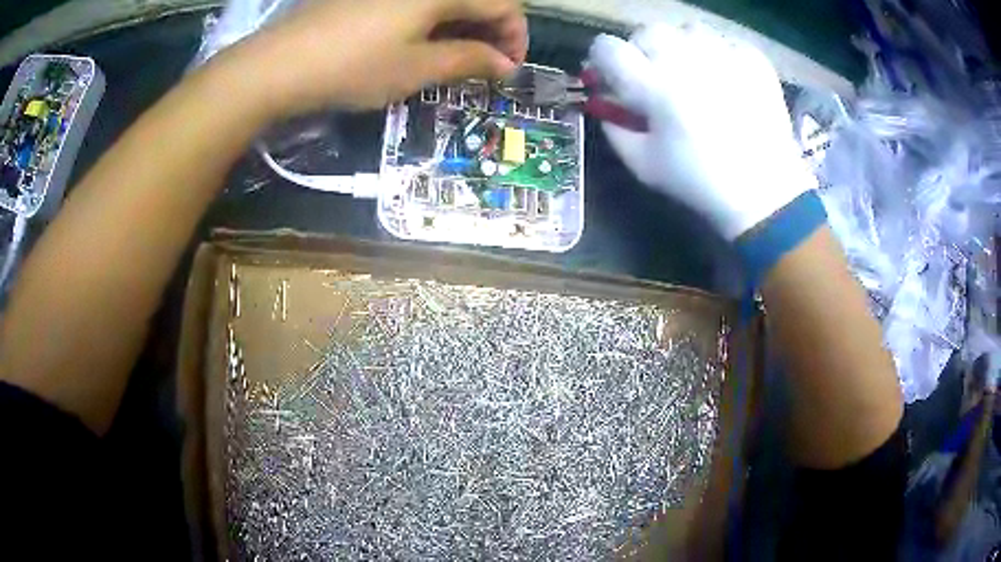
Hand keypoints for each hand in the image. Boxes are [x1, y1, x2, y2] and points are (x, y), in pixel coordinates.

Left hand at [241, 0, 527, 113]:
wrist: (279, 64)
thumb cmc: (353, 66)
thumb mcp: (416, 68)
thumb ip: (469, 61)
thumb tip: (505, 65)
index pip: (502, 4)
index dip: (515, 37)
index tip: (510, 69)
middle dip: (490, 31)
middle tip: (486, 66)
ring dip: (462, 25)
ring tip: (457, 58)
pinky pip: (417, 1)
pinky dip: (433, 19)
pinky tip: (424, 41)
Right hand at [588, 25, 815, 239]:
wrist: (765, 192)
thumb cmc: (700, 182)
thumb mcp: (643, 165)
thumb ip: (614, 127)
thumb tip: (606, 100)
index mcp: (653, 86)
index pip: (607, 48)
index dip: (603, 60)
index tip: (612, 75)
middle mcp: (685, 59)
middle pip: (646, 31)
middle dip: (643, 50)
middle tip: (656, 75)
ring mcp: (723, 55)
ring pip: (687, 29)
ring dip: (681, 46)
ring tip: (693, 72)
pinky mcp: (752, 59)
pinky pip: (724, 40)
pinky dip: (718, 53)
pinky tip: (724, 77)